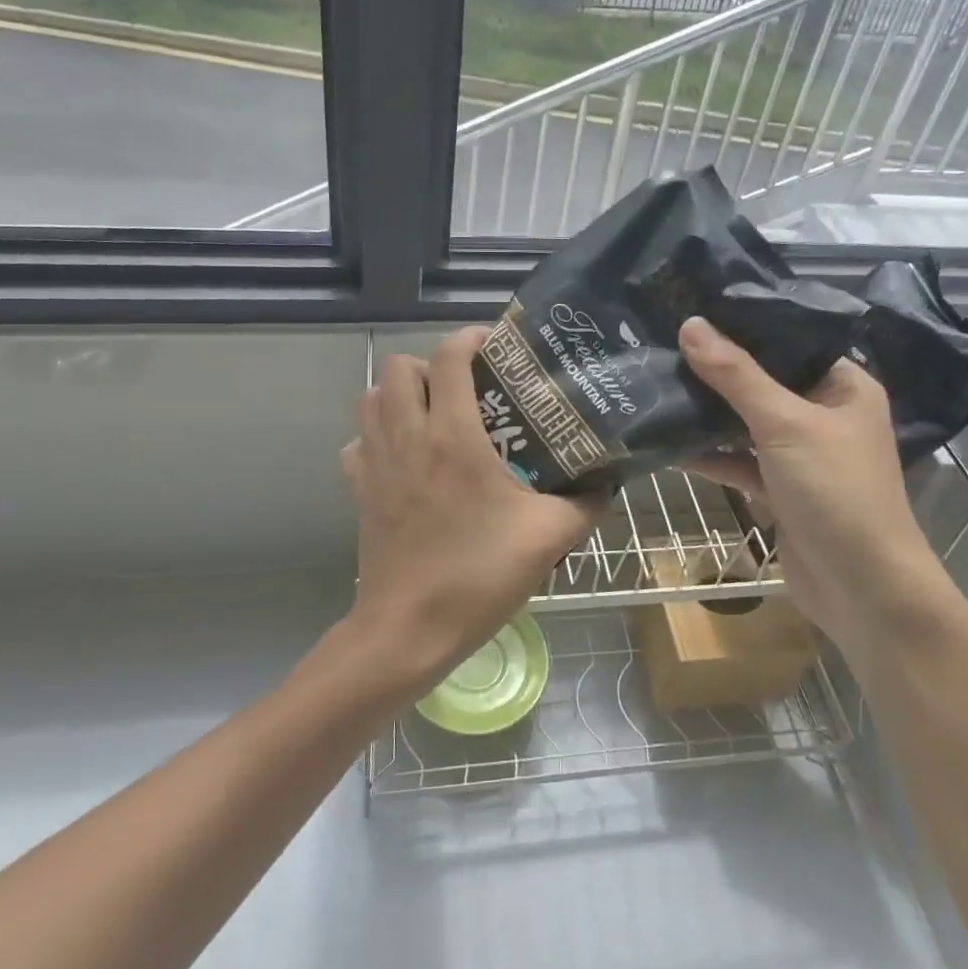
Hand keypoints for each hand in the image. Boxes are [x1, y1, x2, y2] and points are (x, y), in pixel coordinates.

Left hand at [341, 327, 600, 695]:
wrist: (408, 630)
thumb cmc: (478, 576)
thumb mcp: (548, 538)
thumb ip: (585, 504)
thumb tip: (609, 483)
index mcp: (453, 435)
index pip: (448, 357)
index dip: (469, 338)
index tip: (494, 345)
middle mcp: (408, 436)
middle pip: (398, 366)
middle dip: (430, 364)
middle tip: (466, 386)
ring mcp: (376, 462)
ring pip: (371, 398)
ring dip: (399, 394)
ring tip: (434, 413)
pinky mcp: (359, 491)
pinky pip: (358, 442)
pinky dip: (376, 435)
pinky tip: (404, 457)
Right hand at [678, 315, 938, 648]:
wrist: (862, 589)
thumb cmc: (835, 491)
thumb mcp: (784, 424)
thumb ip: (736, 375)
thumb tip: (691, 324)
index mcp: (842, 386)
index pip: (789, 341)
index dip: (744, 325)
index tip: (692, 308)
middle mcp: (824, 414)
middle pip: (762, 381)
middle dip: (716, 370)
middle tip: (662, 343)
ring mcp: (800, 454)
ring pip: (746, 422)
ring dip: (708, 413)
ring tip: (656, 385)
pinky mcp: (780, 489)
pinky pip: (739, 461)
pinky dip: (710, 454)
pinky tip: (668, 443)